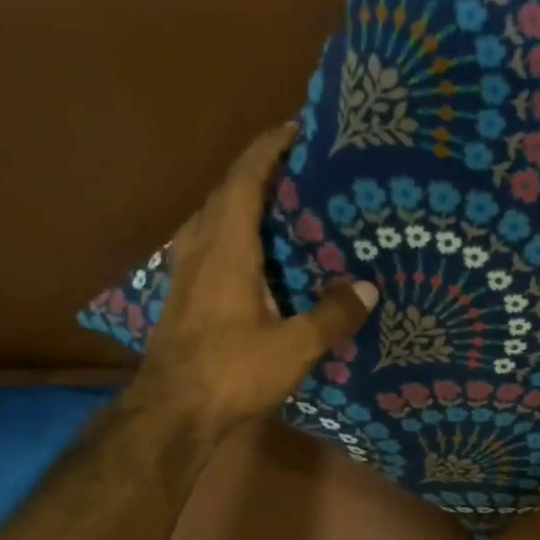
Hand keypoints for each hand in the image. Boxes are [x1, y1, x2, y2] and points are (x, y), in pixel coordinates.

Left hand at [142, 123, 377, 433]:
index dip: (269, 149)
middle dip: (261, 170)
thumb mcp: (294, 346)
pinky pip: (212, 241)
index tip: (297, 128)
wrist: (173, 410)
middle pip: (226, 191)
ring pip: (214, 216)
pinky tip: (260, 252)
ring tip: (284, 204)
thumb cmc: (232, 371)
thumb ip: (332, 315)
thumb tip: (366, 289)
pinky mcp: (185, 292)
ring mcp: (186, 269)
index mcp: (227, 248)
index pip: (245, 180)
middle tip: (302, 168)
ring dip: (245, 199)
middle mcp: (201, 247)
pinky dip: (237, 230)